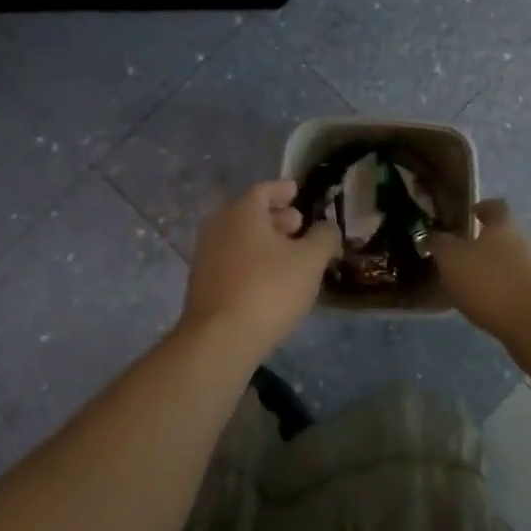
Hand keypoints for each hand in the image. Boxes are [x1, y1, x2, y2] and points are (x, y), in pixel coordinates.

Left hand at [180, 180, 341, 352]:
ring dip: (266, 242)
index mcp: (242, 212)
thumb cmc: (269, 289)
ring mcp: (206, 256)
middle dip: (277, 217)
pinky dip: (253, 261)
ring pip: (241, 239)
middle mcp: (219, 227)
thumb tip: (327, 227)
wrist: (220, 340)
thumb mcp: (310, 261)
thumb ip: (324, 238)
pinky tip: (272, 280)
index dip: (283, 190)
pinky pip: (233, 261)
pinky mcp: (203, 284)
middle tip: (300, 225)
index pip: (264, 190)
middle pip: (250, 214)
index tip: (298, 191)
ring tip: (291, 255)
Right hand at [431, 199, 530, 343]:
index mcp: (504, 224)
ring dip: (496, 269)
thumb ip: (440, 244)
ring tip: (473, 285)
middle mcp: (527, 240)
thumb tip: (435, 235)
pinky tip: (490, 305)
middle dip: (486, 243)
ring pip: (514, 261)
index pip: (495, 206)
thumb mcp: (451, 259)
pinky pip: (521, 286)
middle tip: (463, 256)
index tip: (469, 214)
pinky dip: (506, 291)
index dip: (481, 207)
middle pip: (505, 235)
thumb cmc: (489, 281)